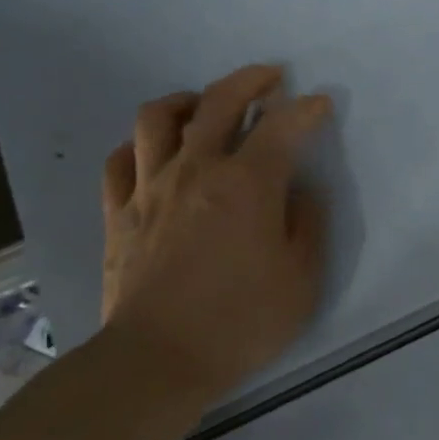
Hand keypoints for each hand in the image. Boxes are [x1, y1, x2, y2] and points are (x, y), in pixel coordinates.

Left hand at [98, 65, 330, 426]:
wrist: (157, 361)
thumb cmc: (241, 322)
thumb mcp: (303, 279)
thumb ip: (308, 224)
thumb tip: (301, 192)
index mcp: (248, 184)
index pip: (282, 126)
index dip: (306, 109)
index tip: (319, 103)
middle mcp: (197, 170)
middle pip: (219, 102)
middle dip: (250, 81)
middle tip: (270, 78)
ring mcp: (151, 188)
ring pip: (160, 117)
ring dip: (189, 100)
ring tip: (206, 105)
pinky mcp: (119, 212)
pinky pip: (121, 159)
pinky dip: (143, 143)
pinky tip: (157, 151)